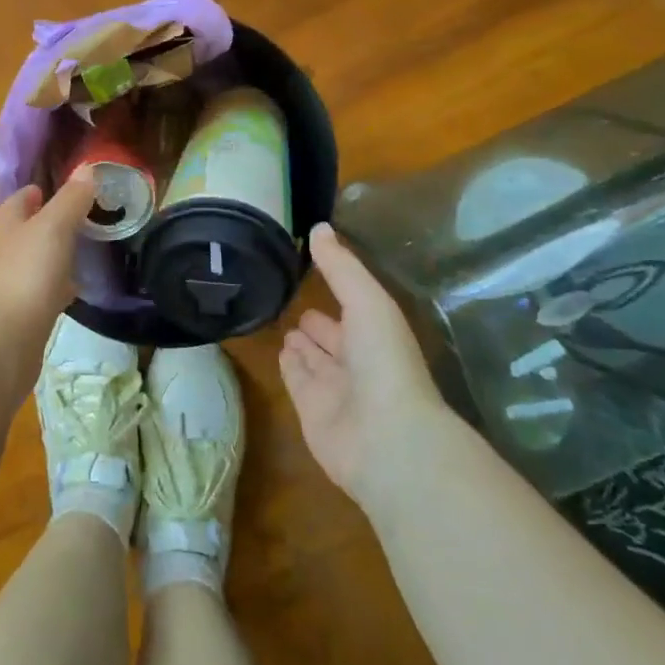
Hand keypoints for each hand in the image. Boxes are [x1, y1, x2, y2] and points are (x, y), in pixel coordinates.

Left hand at [0, 170, 99, 346]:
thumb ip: (71, 200)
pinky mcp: (20, 315)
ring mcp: (10, 285)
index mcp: (7, 226)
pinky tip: (75, 291)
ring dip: (55, 255)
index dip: (39, 192)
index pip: (20, 200)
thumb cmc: (27, 275)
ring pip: (35, 262)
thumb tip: (87, 168)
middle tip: (84, 218)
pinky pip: (42, 292)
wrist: (3, 342)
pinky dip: (57, 287)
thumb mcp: (53, 228)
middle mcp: (3, 252)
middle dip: (50, 223)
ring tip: (85, 251)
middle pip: (26, 230)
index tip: (66, 188)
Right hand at [280, 224, 451, 512]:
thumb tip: (318, 226)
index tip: (311, 267)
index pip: (352, 308)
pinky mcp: (311, 412)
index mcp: (377, 334)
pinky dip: (289, 367)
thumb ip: (340, 267)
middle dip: (316, 321)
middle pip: (332, 337)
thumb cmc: (383, 361)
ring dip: (300, 343)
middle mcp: (357, 361)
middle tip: (290, 297)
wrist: (386, 438)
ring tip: (279, 321)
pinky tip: (278, 352)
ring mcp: (335, 389)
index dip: (336, 290)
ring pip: (313, 359)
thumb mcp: (367, 301)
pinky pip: (297, 382)